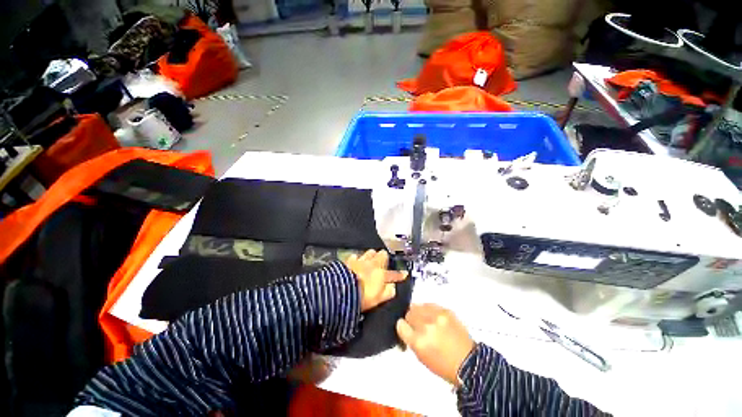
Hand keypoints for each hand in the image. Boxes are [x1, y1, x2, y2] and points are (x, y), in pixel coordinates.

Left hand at [345, 250, 406, 311]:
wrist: (341, 289)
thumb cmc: (362, 297)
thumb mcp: (377, 300)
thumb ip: (387, 292)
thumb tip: (393, 287)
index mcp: (381, 275)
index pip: (393, 274)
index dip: (400, 274)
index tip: (405, 273)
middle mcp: (373, 264)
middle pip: (382, 255)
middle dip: (384, 257)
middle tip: (383, 261)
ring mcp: (361, 260)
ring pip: (370, 252)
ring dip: (372, 255)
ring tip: (371, 259)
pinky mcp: (350, 260)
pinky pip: (356, 256)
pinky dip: (357, 258)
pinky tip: (355, 261)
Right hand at [396, 304, 474, 386]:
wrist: (469, 363)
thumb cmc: (443, 365)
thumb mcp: (421, 357)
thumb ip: (410, 340)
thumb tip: (404, 327)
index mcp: (418, 341)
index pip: (400, 325)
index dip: (402, 327)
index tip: (406, 329)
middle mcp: (426, 326)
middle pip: (409, 313)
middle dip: (411, 319)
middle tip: (417, 326)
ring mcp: (436, 316)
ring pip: (418, 306)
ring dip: (419, 313)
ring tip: (425, 320)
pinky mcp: (445, 310)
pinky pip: (430, 304)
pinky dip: (429, 310)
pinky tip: (434, 318)